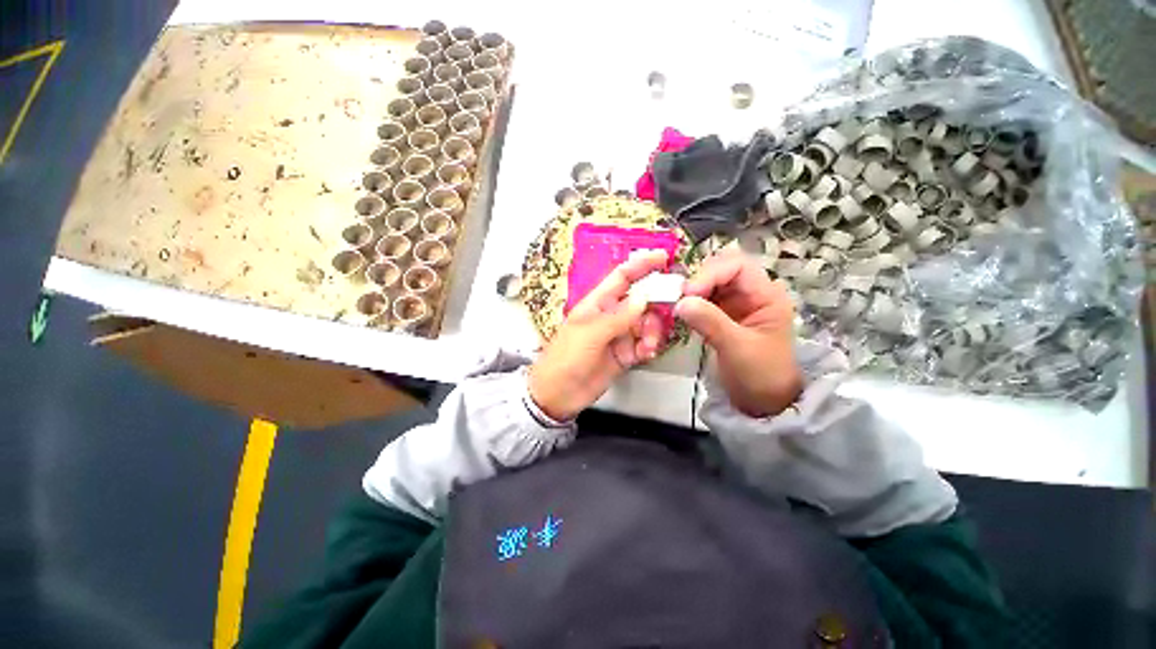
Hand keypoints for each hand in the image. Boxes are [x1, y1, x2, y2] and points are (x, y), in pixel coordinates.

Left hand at [528, 249, 669, 420]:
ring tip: (648, 345)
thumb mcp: (589, 334)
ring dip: (653, 332)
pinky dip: (650, 347)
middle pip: (641, 301)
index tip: (664, 258)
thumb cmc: (566, 359)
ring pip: (647, 324)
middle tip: (668, 312)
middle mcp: (611, 316)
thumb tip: (643, 296)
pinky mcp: (625, 355)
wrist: (558, 396)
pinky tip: (646, 354)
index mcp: (597, 303)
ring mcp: (619, 336)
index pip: (622, 277)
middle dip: (656, 305)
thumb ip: (618, 317)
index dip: (641, 265)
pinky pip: (645, 345)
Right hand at [675, 250, 801, 417]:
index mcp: (767, 295)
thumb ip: (710, 322)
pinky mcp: (723, 314)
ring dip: (692, 290)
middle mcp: (752, 293)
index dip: (711, 273)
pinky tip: (681, 311)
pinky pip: (703, 298)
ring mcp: (736, 303)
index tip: (688, 292)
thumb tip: (680, 302)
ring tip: (677, 304)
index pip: (738, 266)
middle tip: (679, 297)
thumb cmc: (760, 374)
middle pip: (722, 269)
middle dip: (699, 279)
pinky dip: (690, 301)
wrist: (763, 401)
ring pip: (710, 282)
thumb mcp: (737, 348)